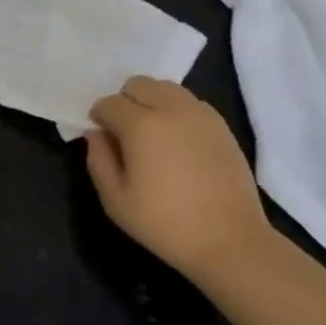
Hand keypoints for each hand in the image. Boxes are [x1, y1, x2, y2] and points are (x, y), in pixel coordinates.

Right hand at [85, 77, 268, 287]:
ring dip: (151, 101)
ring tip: (153, 134)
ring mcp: (199, 113)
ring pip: (165, 87)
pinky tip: (178, 140)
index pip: (109, 103)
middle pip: (137, 84)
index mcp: (140, 124)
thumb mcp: (116, 201)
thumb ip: (98, 160)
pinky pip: (189, 102)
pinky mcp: (220, 124)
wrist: (230, 240)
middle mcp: (170, 108)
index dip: (99, 117)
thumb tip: (96, 134)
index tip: (102, 137)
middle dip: (125, 101)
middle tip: (126, 133)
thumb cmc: (165, 224)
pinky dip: (176, 110)